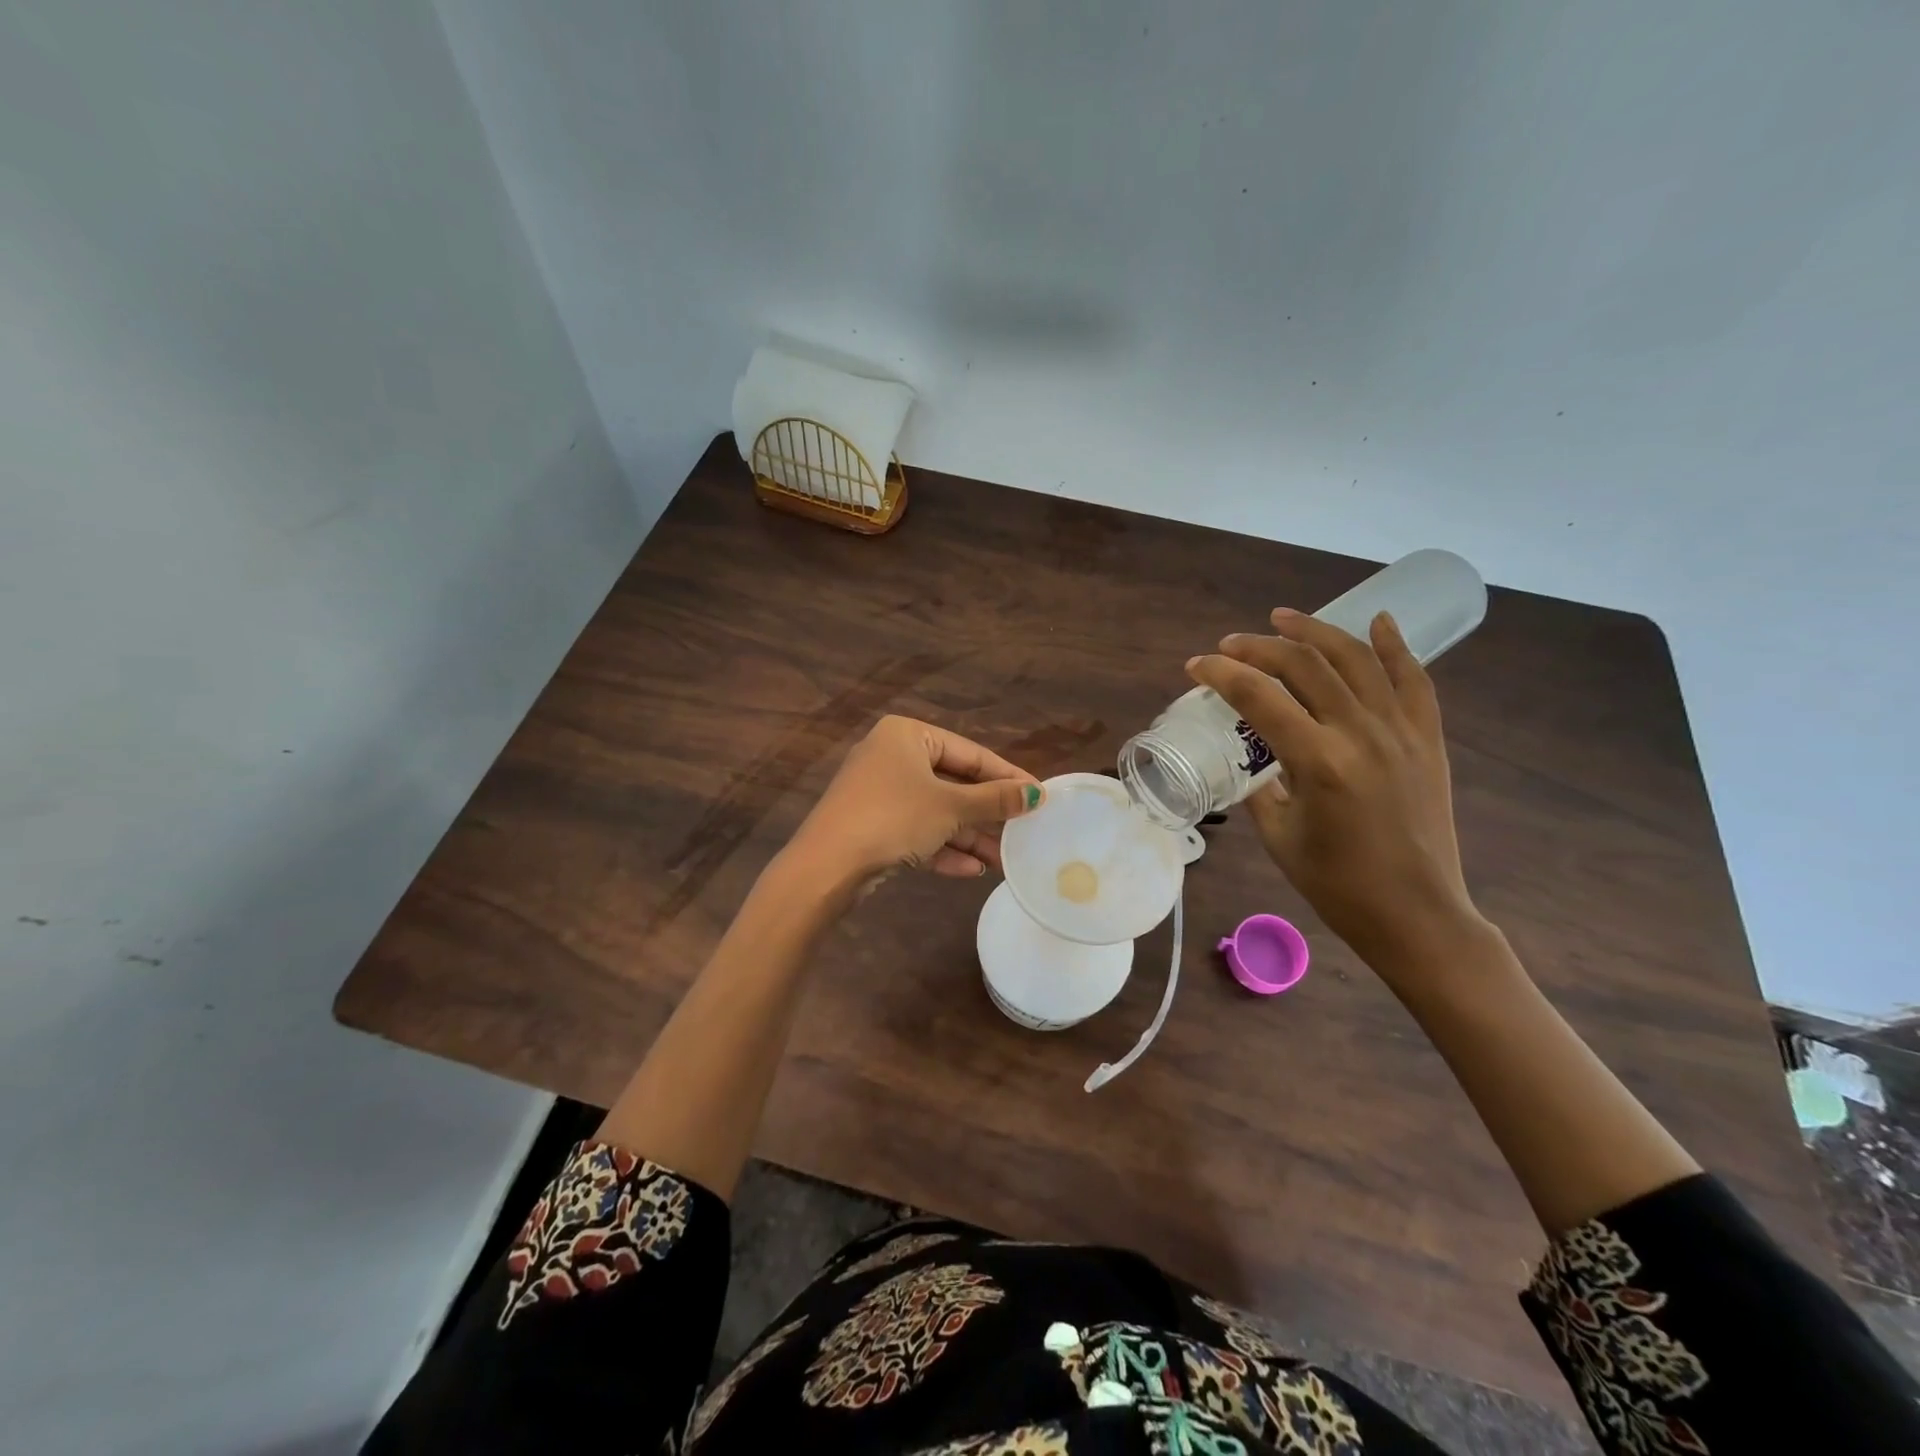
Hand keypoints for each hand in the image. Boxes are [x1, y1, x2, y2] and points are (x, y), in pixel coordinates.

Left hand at [786, 716, 1043, 885]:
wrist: (827, 866)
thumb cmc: (894, 817)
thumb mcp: (951, 807)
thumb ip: (995, 800)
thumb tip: (1038, 794)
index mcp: (907, 735)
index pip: (970, 753)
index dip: (1006, 776)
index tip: (1039, 796)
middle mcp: (892, 756)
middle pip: (953, 784)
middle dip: (986, 814)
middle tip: (1022, 832)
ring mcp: (880, 792)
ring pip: (936, 811)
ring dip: (968, 837)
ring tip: (1001, 861)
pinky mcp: (872, 825)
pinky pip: (917, 831)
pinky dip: (943, 848)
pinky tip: (970, 870)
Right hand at [1186, 610, 1485, 977]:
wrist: (1416, 915)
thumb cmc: (1337, 885)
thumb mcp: (1279, 836)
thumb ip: (1260, 786)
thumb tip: (1249, 756)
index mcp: (1319, 763)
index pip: (1259, 697)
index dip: (1221, 674)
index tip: (1197, 666)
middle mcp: (1361, 734)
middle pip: (1305, 666)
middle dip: (1259, 647)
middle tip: (1231, 645)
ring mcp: (1401, 732)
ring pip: (1356, 659)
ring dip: (1315, 631)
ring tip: (1283, 619)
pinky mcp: (1428, 740)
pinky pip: (1414, 680)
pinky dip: (1394, 646)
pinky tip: (1377, 620)